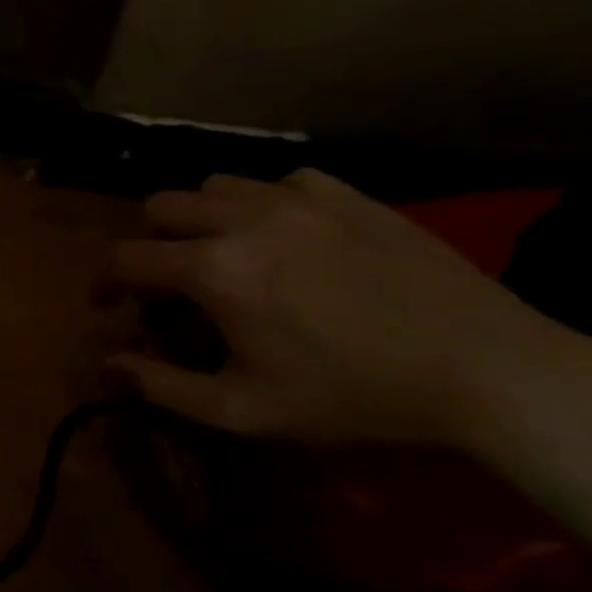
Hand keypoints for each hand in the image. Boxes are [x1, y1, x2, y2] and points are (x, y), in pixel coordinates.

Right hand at [103, 170, 557, 445]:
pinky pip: (281, 181)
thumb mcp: (242, 410)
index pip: (124, 258)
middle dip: (149, 243)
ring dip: (200, 218)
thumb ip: (161, 386)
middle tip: (168, 282)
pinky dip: (263, 204)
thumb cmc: (351, 397)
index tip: (108, 305)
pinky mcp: (352, 197)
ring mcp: (302, 200)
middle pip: (160, 206)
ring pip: (216, 185)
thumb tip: (108, 363)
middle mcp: (246, 219)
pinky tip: (285, 237)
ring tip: (222, 254)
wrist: (488, 372)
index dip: (103, 283)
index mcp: (214, 270)